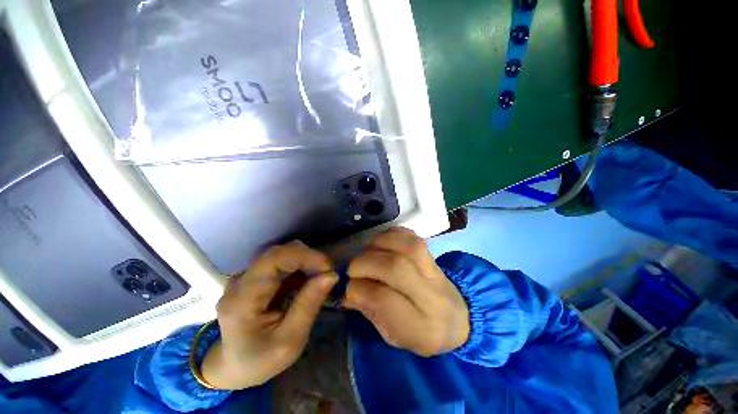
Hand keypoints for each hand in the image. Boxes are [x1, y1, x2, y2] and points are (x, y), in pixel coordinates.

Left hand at [201, 241, 337, 389]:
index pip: (274, 258)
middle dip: (309, 258)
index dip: (305, 256)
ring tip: (320, 279)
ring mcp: (247, 276)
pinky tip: (308, 281)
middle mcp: (241, 280)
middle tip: (328, 275)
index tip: (328, 269)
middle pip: (280, 252)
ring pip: (283, 254)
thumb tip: (331, 275)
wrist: (231, 366)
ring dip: (306, 262)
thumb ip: (309, 305)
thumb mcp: (289, 341)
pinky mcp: (255, 276)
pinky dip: (300, 267)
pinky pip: (283, 262)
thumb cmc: (259, 361)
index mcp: (243, 298)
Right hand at [343, 228, 469, 355]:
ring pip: (406, 246)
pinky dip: (392, 234)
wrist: (458, 318)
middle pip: (395, 267)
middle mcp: (431, 294)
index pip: (383, 299)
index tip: (348, 289)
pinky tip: (382, 243)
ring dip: (378, 245)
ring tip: (368, 254)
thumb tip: (347, 291)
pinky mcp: (432, 253)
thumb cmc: (421, 332)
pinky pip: (411, 236)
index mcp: (421, 326)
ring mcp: (435, 269)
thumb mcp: (393, 336)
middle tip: (353, 270)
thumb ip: (370, 312)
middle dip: (365, 264)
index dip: (358, 289)